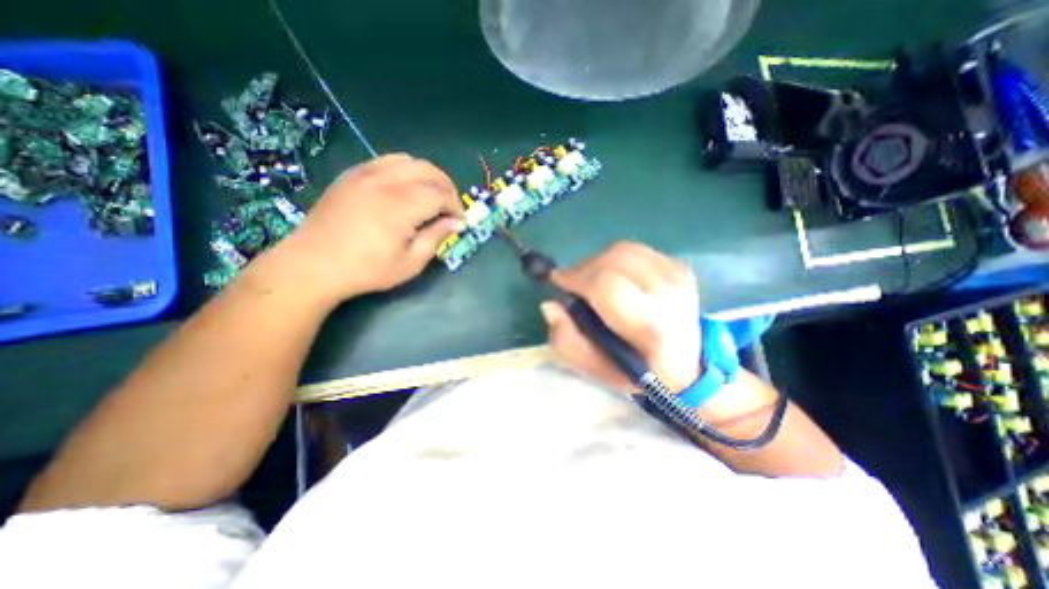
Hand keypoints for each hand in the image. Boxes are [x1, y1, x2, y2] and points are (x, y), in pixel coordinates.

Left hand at [272, 154, 464, 301]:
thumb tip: (456, 223)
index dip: (455, 207)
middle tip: (450, 207)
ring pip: (408, 160)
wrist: (313, 264)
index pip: (440, 194)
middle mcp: (385, 182)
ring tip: (430, 195)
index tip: (459, 222)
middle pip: (428, 170)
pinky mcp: (352, 175)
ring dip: (427, 175)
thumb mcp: (409, 263)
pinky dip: (405, 170)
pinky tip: (405, 188)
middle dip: (446, 187)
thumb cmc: (366, 270)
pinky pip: (386, 161)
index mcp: (400, 206)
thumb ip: (435, 238)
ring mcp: (365, 174)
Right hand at [537, 241, 699, 392]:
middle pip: (614, 260)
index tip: (559, 282)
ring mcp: (677, 276)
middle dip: (583, 268)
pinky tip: (612, 275)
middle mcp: (669, 295)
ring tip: (590, 279)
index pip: (607, 287)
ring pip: (623, 250)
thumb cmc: (638, 371)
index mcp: (650, 328)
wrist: (689, 365)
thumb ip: (568, 341)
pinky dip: (614, 258)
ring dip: (597, 261)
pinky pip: (635, 249)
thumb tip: (550, 304)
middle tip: (572, 283)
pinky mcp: (679, 266)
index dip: (576, 278)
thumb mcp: (596, 368)